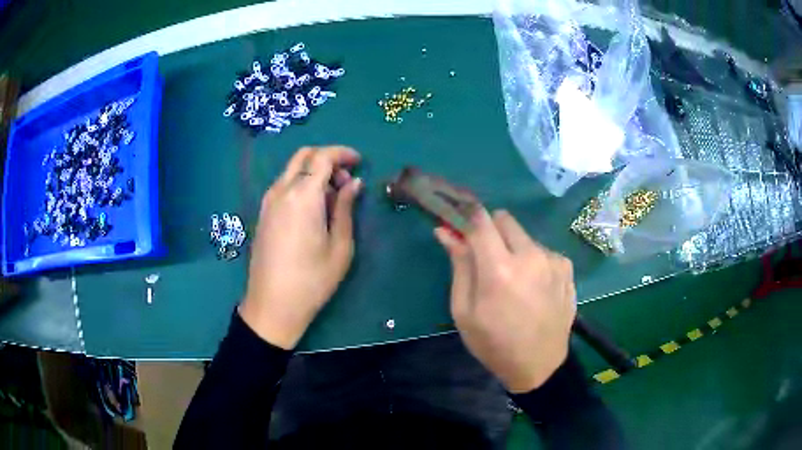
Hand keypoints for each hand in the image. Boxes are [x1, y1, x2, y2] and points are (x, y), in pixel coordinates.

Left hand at [240, 146, 362, 349]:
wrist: (272, 305)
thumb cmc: (312, 279)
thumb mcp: (340, 246)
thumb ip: (346, 208)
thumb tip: (353, 183)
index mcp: (303, 196)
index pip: (322, 157)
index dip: (343, 153)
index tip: (359, 161)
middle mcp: (282, 191)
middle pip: (304, 156)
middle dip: (327, 158)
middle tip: (346, 179)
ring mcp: (268, 201)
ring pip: (292, 169)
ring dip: (313, 172)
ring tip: (333, 197)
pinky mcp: (263, 213)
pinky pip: (283, 185)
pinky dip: (301, 183)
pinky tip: (313, 208)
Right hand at [435, 209, 576, 392]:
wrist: (539, 365)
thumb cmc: (494, 343)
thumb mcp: (464, 311)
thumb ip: (459, 266)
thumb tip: (446, 231)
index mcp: (500, 269)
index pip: (480, 220)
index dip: (466, 215)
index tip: (458, 223)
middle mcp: (531, 256)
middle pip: (504, 219)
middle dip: (490, 231)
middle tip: (486, 259)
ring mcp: (552, 260)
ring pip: (523, 235)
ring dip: (513, 247)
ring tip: (513, 281)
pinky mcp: (566, 267)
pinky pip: (541, 250)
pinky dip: (532, 260)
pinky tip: (533, 287)